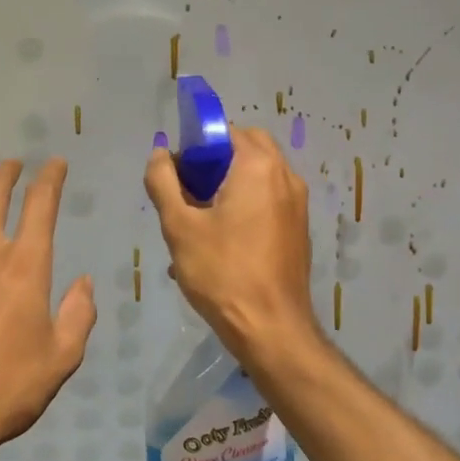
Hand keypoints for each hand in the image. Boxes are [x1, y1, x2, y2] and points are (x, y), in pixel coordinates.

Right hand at [145, 127, 322, 363]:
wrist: (271, 328)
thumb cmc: (223, 273)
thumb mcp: (179, 226)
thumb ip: (163, 182)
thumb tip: (161, 154)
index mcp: (260, 167)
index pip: (226, 132)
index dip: (196, 147)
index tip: (177, 176)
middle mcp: (286, 176)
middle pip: (246, 150)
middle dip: (214, 165)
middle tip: (188, 195)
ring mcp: (297, 204)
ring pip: (257, 178)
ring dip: (227, 188)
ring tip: (199, 223)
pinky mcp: (298, 229)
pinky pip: (267, 202)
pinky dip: (244, 207)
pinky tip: (220, 243)